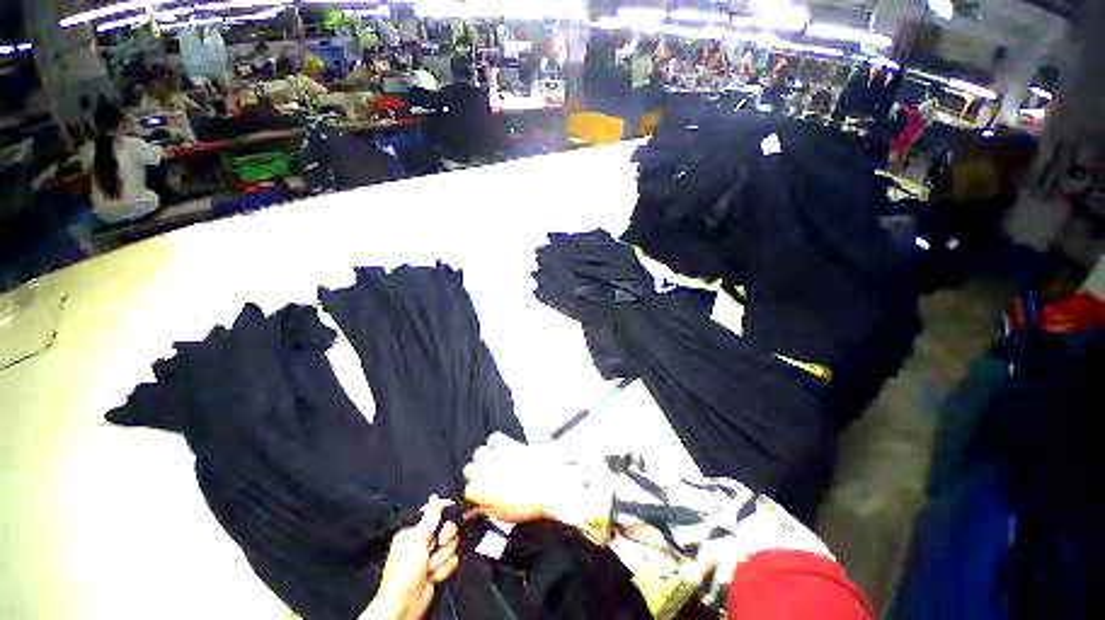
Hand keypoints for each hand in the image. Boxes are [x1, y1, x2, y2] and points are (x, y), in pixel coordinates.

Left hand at [362, 497, 458, 619]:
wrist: (405, 603)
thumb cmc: (405, 570)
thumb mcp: (416, 539)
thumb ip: (430, 517)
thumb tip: (435, 497)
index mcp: (415, 530)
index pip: (437, 514)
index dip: (444, 519)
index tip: (443, 526)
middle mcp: (424, 541)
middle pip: (449, 529)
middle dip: (444, 541)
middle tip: (434, 548)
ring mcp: (433, 555)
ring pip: (452, 545)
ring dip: (442, 558)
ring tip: (429, 568)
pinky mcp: (440, 568)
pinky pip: (453, 561)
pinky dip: (444, 569)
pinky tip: (433, 576)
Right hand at [463, 433, 549, 522]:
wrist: (548, 486)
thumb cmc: (528, 505)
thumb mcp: (502, 516)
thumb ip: (484, 511)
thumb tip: (473, 513)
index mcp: (479, 489)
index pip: (468, 490)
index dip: (476, 495)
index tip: (483, 498)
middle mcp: (483, 469)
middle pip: (469, 470)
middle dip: (477, 476)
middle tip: (489, 483)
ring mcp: (495, 454)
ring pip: (479, 453)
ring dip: (484, 460)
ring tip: (494, 466)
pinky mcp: (508, 443)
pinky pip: (494, 438)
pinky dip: (496, 444)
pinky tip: (501, 451)